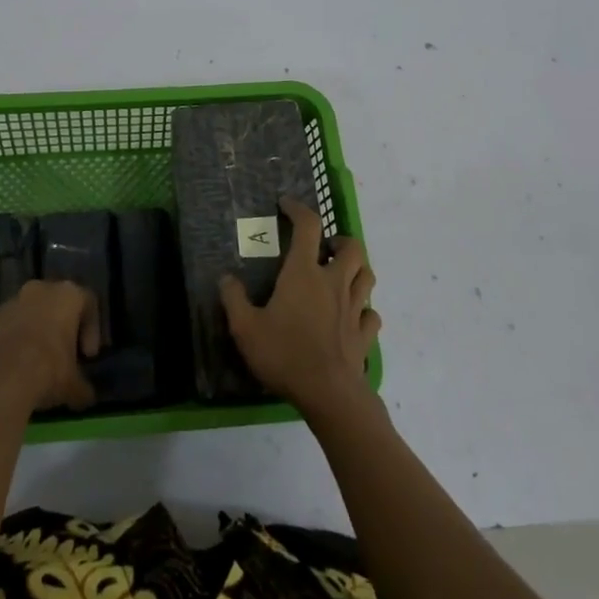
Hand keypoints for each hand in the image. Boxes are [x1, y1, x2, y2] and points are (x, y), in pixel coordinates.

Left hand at [0, 279, 99, 413]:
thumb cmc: (48, 370)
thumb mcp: (74, 385)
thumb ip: (83, 386)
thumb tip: (85, 395)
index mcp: (68, 295)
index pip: (89, 303)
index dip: (92, 330)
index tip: (87, 356)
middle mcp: (40, 289)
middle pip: (55, 304)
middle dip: (60, 328)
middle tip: (62, 357)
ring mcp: (10, 302)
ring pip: (27, 314)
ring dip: (33, 334)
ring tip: (33, 366)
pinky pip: (4, 328)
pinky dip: (9, 343)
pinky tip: (9, 369)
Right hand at [221, 196, 380, 417]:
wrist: (329, 394)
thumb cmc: (284, 354)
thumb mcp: (245, 328)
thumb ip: (234, 300)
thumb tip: (226, 278)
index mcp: (304, 273)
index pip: (308, 226)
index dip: (299, 209)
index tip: (287, 205)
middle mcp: (333, 282)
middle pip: (352, 247)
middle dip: (340, 241)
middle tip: (324, 250)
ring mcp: (354, 308)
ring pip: (367, 276)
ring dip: (357, 270)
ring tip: (340, 276)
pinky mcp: (365, 334)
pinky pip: (372, 314)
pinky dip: (364, 310)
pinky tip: (352, 317)